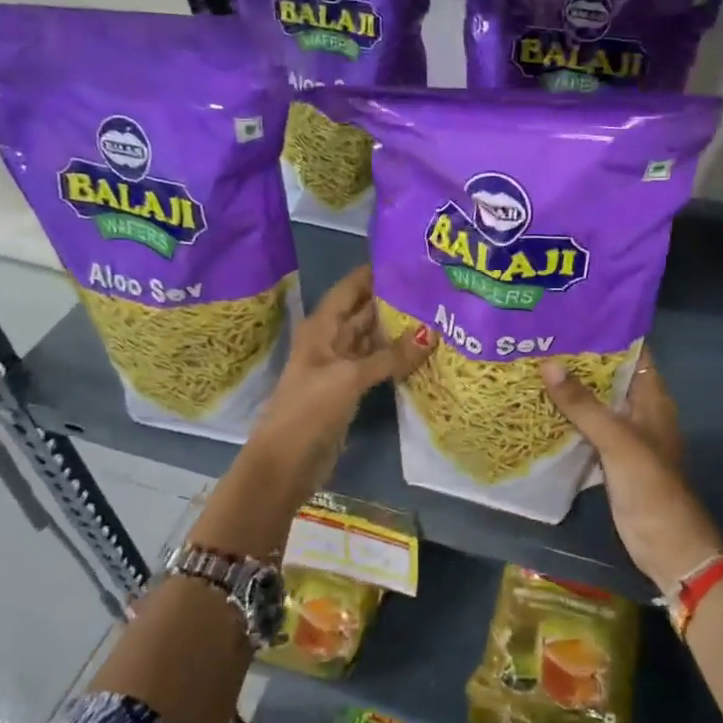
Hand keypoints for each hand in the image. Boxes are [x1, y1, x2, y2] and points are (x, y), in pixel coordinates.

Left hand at [257, 265, 434, 462]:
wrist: (287, 461)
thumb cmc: (310, 409)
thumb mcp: (350, 377)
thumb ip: (391, 355)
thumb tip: (432, 333)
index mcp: (322, 326)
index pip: (351, 287)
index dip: (375, 272)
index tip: (410, 260)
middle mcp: (330, 339)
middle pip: (364, 311)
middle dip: (393, 299)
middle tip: (434, 288)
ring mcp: (340, 365)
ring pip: (372, 338)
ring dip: (397, 328)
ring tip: (436, 313)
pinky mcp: (350, 389)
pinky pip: (376, 363)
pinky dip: (395, 356)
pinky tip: (422, 350)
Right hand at [540, 346, 722, 595]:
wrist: (667, 545)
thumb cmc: (650, 486)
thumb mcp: (616, 440)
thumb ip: (583, 404)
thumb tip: (548, 363)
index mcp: (651, 397)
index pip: (632, 351)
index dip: (605, 331)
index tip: (569, 315)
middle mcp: (639, 410)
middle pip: (609, 375)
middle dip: (578, 359)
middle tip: (539, 338)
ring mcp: (625, 435)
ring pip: (595, 403)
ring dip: (570, 388)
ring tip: (532, 364)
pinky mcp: (611, 458)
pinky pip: (587, 429)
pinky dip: (568, 418)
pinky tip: (539, 407)